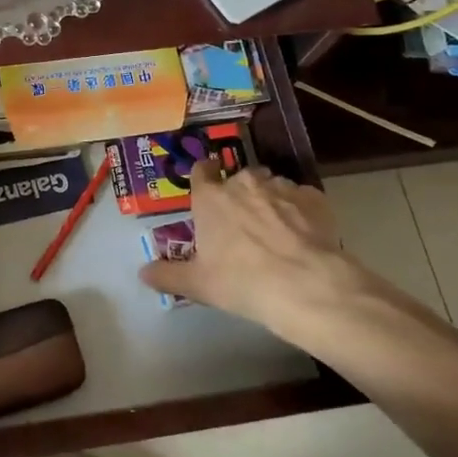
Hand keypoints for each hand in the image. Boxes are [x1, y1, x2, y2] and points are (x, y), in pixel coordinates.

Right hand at [138, 159, 426, 355]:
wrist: (306, 285)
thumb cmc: (242, 281)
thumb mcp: (198, 284)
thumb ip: (167, 275)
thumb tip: (142, 273)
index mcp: (211, 198)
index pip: (201, 171)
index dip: (203, 176)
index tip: (206, 187)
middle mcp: (244, 183)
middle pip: (238, 179)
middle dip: (239, 195)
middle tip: (242, 223)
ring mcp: (282, 187)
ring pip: (271, 186)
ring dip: (270, 201)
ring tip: (276, 231)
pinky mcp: (315, 198)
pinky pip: (302, 199)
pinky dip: (300, 212)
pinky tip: (303, 235)